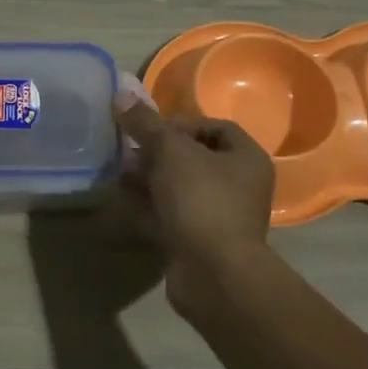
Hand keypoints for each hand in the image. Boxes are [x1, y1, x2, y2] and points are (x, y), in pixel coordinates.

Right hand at [112, 96, 274, 265]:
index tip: (150, 129)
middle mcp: (240, 186)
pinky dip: (150, 208)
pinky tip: (124, 203)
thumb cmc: (201, 201)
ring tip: (120, 175)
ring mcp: (221, 217)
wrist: (213, 274)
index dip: (180, 123)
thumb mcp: (171, 152)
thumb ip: (146, 124)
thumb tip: (121, 94)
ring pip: (180, 189)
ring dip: (150, 180)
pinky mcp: (201, 243)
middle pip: (194, 158)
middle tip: (129, 152)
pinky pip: (172, 216)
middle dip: (158, 153)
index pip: (214, 127)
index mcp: (246, 158)